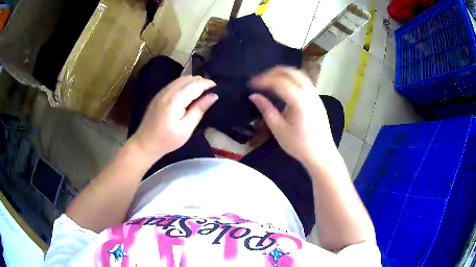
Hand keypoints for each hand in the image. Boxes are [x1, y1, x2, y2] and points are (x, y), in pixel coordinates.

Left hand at [129, 76, 217, 162]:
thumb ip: (199, 110)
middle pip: (189, 78)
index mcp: (175, 100)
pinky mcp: (159, 94)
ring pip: (181, 78)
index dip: (208, 84)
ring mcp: (162, 92)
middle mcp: (168, 91)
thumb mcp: (186, 129)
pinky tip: (189, 93)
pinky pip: (175, 83)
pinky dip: (185, 84)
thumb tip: (213, 96)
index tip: (218, 88)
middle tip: (211, 92)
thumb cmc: (167, 140)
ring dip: (193, 82)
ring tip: (202, 92)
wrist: (145, 143)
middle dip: (202, 81)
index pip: (195, 84)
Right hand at [249, 67, 335, 163]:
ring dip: (283, 73)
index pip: (279, 82)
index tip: (251, 84)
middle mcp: (309, 93)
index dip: (263, 80)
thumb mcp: (279, 129)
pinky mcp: (318, 99)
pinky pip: (304, 81)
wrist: (321, 155)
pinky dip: (292, 79)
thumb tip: (254, 96)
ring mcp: (316, 95)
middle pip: (291, 72)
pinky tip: (285, 88)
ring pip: (299, 74)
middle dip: (273, 72)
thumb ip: (266, 109)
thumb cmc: (299, 145)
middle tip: (260, 80)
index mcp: (299, 100)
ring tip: (270, 81)